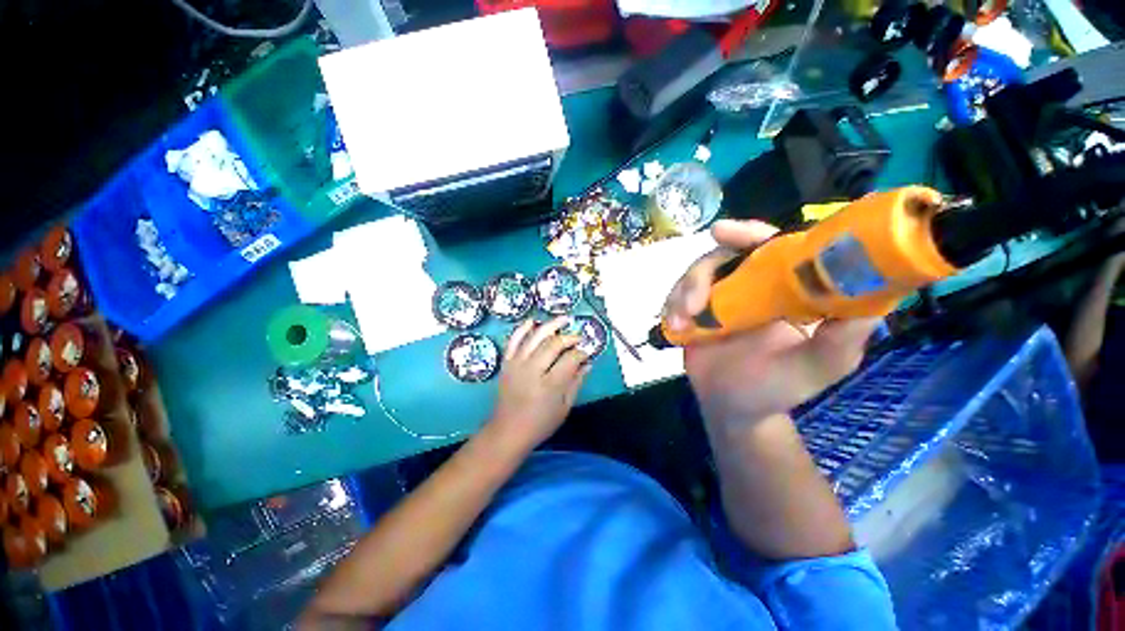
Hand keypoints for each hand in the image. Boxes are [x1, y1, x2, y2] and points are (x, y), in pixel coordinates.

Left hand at [489, 317, 590, 450]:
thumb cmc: (540, 423)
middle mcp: (532, 371)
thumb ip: (576, 382)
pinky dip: (522, 329)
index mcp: (550, 385)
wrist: (508, 431)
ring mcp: (517, 365)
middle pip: (553, 344)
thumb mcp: (565, 407)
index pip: (570, 359)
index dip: (581, 353)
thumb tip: (588, 363)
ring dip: (550, 325)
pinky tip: (532, 321)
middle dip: (569, 338)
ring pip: (535, 337)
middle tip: (578, 338)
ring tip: (563, 319)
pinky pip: (513, 340)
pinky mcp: (506, 363)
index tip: (586, 353)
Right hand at [664, 219, 879, 426]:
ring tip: (683, 319)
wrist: (733, 408)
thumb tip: (872, 301)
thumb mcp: (818, 368)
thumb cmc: (777, 388)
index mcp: (783, 290)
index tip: (724, 232)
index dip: (749, 235)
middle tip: (693, 297)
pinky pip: (676, 297)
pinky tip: (675, 325)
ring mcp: (718, 299)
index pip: (770, 248)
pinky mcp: (693, 313)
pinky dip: (671, 306)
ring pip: (695, 276)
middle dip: (702, 271)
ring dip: (684, 293)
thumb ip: (841, 339)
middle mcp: (749, 287)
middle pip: (722, 257)